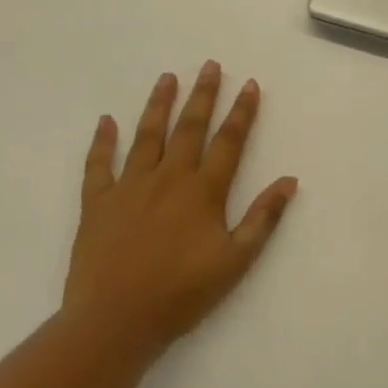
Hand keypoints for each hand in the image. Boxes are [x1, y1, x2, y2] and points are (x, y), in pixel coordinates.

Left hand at [65, 62, 296, 352]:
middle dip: (202, 95)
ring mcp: (129, 187)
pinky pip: (99, 165)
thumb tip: (289, 181)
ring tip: (167, 77)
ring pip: (147, 136)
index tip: (249, 84)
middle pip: (189, 128)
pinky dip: (102, 141)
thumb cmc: (181, 294)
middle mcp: (168, 178)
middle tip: (209, 65)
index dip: (241, 112)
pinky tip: (105, 121)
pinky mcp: (98, 203)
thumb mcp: (235, 261)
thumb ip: (262, 218)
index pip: (228, 141)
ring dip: (159, 104)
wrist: (114, 322)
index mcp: (203, 191)